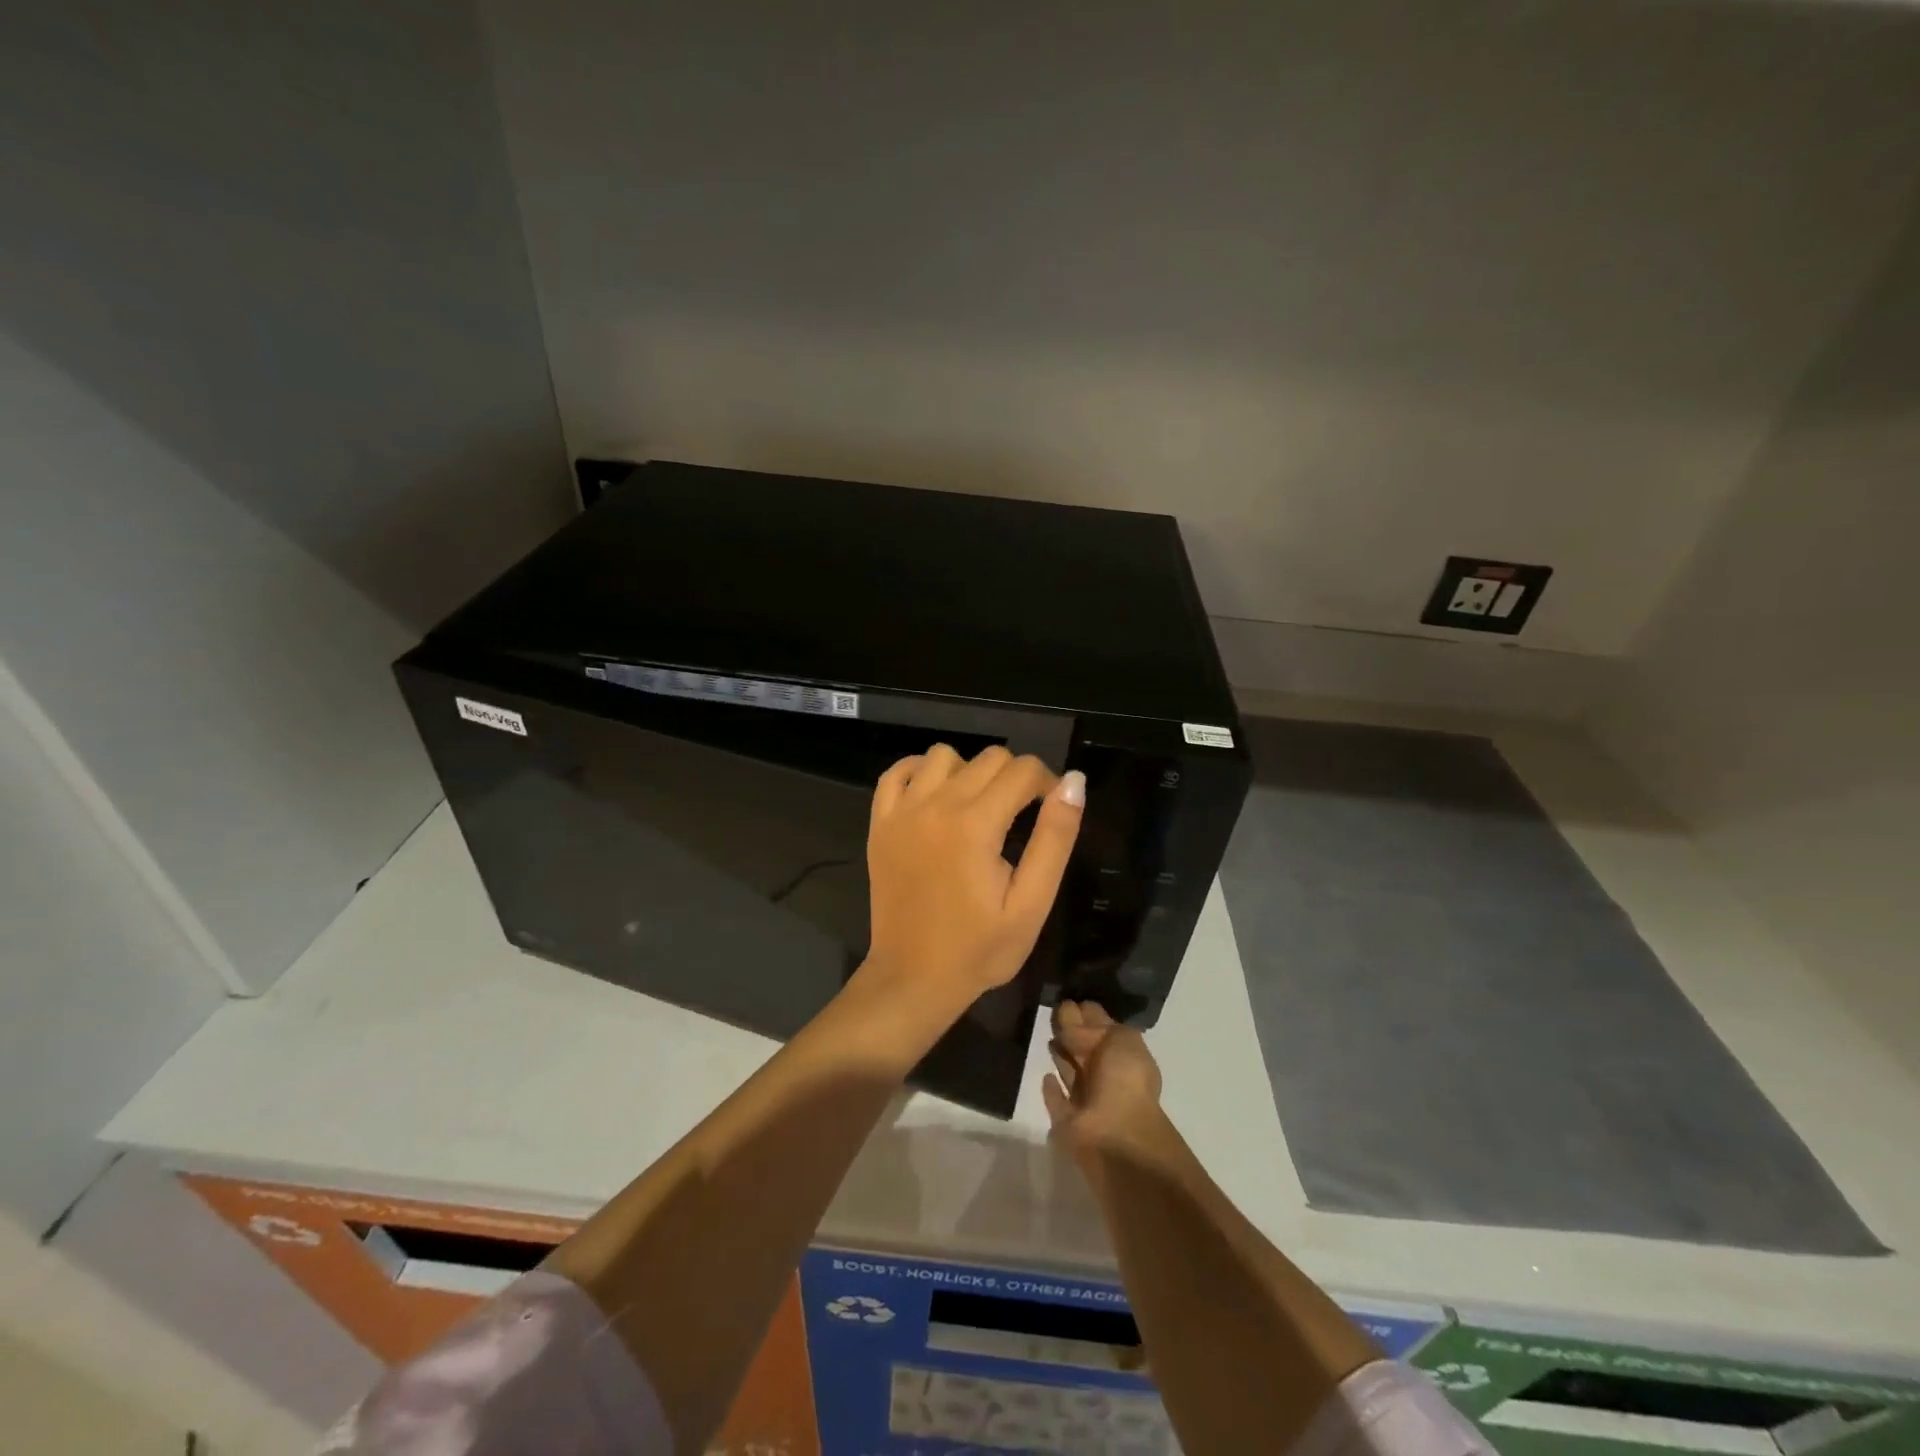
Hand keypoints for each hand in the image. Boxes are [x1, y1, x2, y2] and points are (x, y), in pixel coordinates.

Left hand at [865, 744, 1084, 1007]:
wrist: (913, 978)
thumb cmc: (979, 949)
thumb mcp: (1031, 903)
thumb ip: (1055, 838)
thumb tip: (1074, 781)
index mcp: (975, 825)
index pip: (1024, 770)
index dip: (1048, 785)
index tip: (1051, 813)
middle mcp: (935, 805)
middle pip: (989, 757)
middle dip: (1015, 778)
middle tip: (1020, 818)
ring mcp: (901, 812)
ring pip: (944, 755)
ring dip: (969, 771)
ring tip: (979, 807)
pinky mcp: (880, 823)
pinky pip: (897, 771)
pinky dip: (920, 772)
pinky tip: (936, 796)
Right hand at [1043, 1000, 1164, 1155]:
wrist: (1117, 1134)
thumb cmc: (1125, 1080)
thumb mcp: (1122, 1038)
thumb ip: (1095, 1026)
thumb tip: (1070, 1029)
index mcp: (1124, 1055)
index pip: (1103, 1027)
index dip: (1088, 1012)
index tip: (1069, 996)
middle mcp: (1107, 1076)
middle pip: (1085, 1047)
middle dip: (1072, 1029)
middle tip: (1053, 1008)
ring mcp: (1088, 1099)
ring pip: (1071, 1071)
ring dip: (1062, 1055)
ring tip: (1048, 1034)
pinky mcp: (1068, 1120)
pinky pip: (1058, 1100)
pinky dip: (1052, 1090)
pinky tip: (1045, 1076)